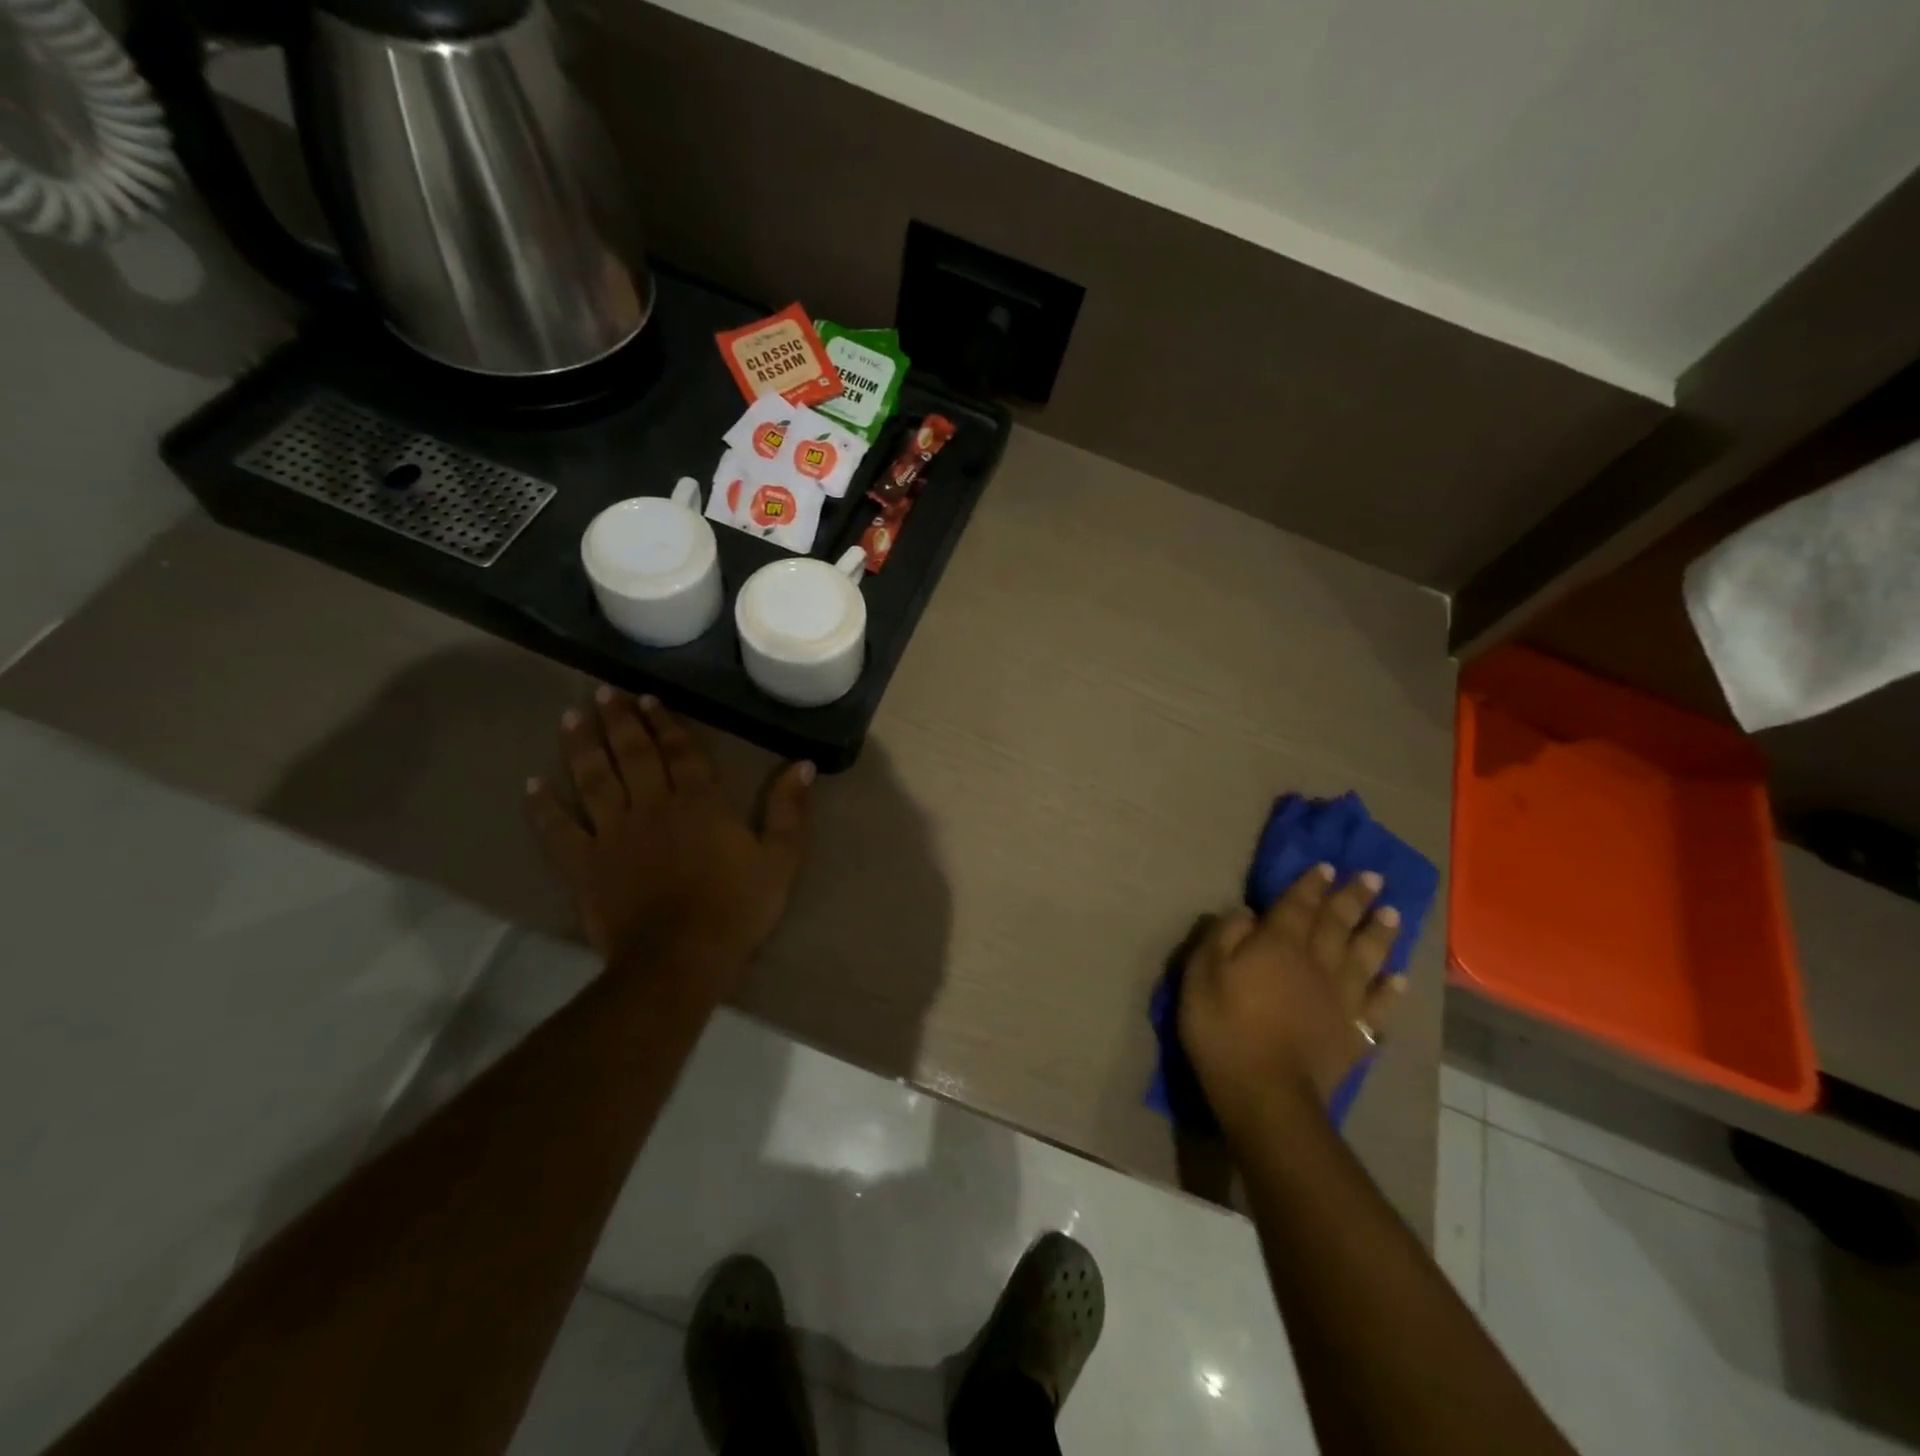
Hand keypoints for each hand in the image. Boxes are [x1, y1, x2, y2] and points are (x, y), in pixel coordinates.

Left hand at [526, 687, 812, 985]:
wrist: (681, 959)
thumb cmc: (736, 908)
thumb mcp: (781, 859)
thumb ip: (791, 810)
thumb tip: (803, 765)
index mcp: (699, 803)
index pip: (680, 752)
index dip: (664, 723)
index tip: (648, 698)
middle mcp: (651, 806)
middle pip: (632, 755)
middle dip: (619, 721)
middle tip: (604, 694)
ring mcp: (612, 834)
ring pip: (593, 780)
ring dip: (582, 746)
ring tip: (572, 717)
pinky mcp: (584, 865)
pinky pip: (558, 830)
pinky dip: (544, 806)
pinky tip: (533, 784)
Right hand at [1179, 865, 1404, 1131]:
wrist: (1265, 1093)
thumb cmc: (1223, 1027)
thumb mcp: (1202, 973)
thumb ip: (1223, 936)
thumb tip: (1246, 912)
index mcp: (1278, 944)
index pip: (1298, 905)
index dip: (1312, 884)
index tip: (1328, 866)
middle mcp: (1317, 963)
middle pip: (1338, 924)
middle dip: (1354, 898)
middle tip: (1373, 877)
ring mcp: (1341, 999)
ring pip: (1367, 957)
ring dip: (1380, 933)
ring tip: (1393, 913)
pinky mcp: (1354, 1033)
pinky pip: (1379, 1006)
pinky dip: (1392, 990)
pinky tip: (1400, 978)